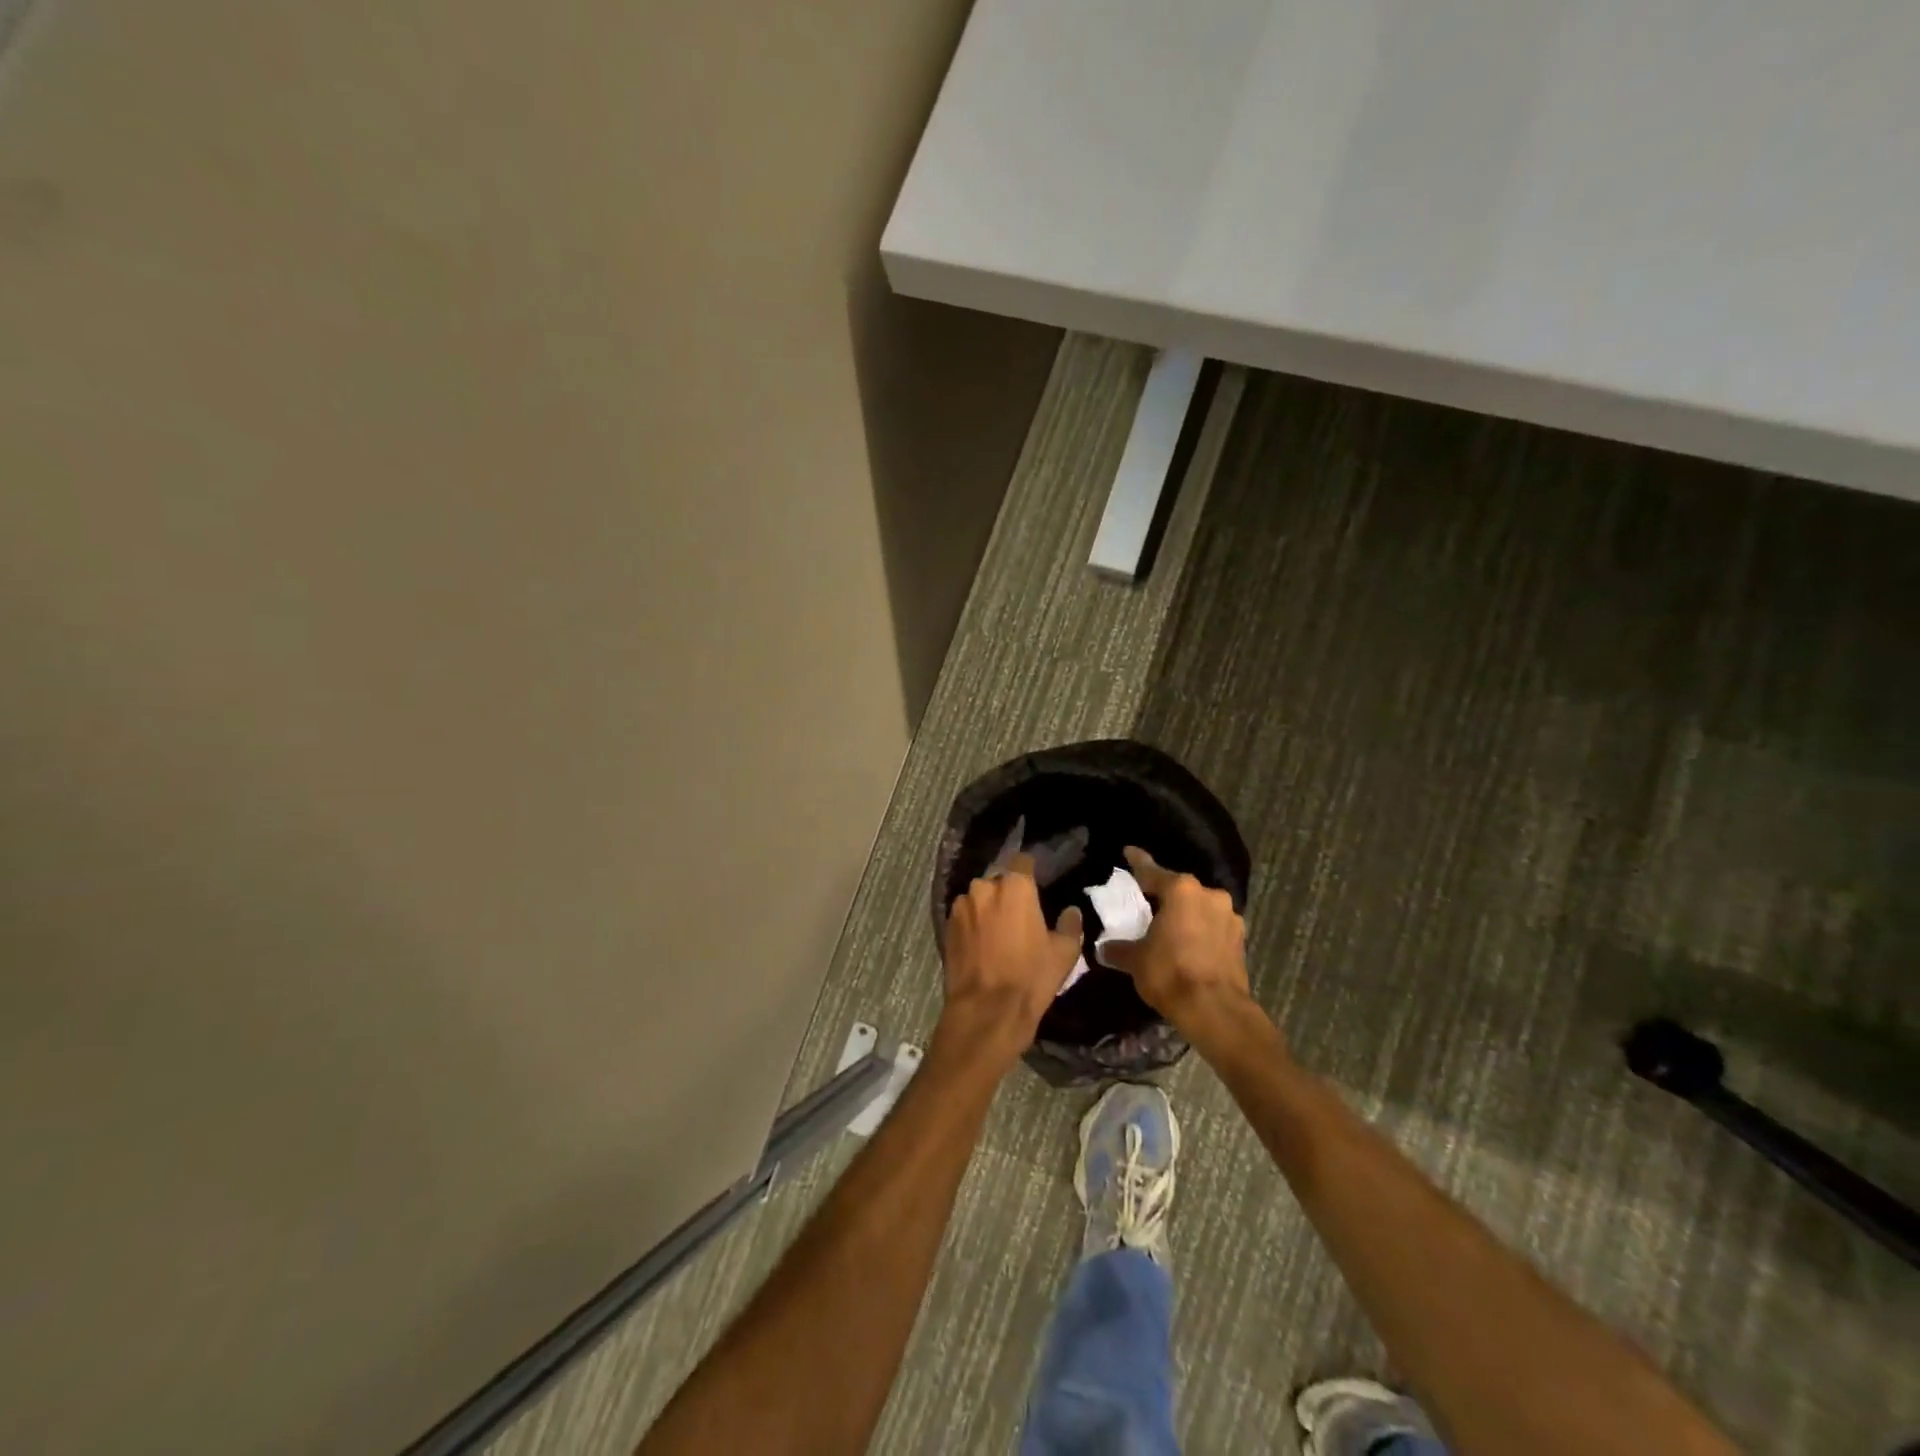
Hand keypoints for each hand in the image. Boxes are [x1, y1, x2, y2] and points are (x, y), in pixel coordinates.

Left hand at [940, 853, 1083, 1063]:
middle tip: (1019, 916)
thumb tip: (1071, 910)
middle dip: (1007, 893)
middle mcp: (984, 887)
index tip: (1037, 886)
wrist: (986, 1011)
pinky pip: (964, 917)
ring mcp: (961, 907)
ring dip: (987, 909)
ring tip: (998, 933)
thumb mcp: (1063, 953)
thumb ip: (1070, 924)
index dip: (1030, 871)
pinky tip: (981, 946)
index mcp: (1015, 886)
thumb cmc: (1030, 977)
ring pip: (978, 899)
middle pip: (998, 881)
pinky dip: (972, 925)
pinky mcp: (946, 927)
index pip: (1022, 861)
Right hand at [1102, 847, 1256, 1034]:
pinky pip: (1213, 926)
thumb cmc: (1170, 973)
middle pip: (1179, 889)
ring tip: (1169, 927)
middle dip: (1164, 894)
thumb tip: (1104, 948)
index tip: (1129, 852)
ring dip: (1185, 914)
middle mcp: (1209, 895)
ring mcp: (1229, 916)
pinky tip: (1188, 945)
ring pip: (1199, 907)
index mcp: (1181, 890)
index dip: (1137, 862)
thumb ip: (1119, 948)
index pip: (1151, 871)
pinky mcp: (1240, 939)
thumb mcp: (1136, 960)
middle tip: (1146, 902)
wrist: (1216, 1010)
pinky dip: (1200, 931)